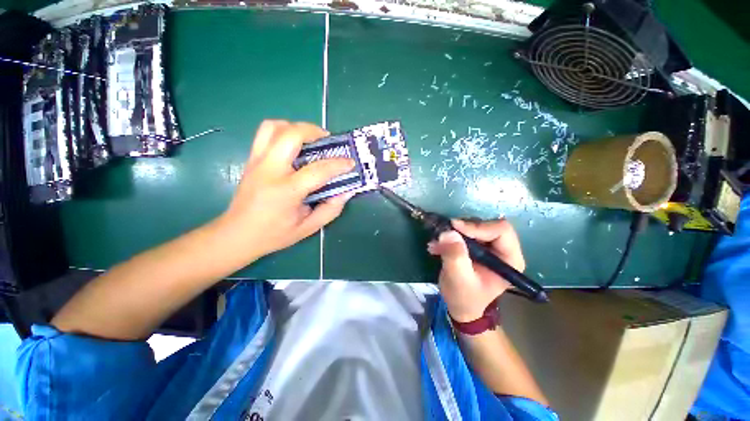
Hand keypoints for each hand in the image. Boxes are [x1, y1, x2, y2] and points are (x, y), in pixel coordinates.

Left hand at [217, 120, 354, 259]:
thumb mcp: (308, 228)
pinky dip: (283, 131)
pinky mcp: (251, 160)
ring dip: (296, 127)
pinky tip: (294, 145)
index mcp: (286, 191)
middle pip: (292, 135)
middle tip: (328, 141)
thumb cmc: (274, 234)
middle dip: (314, 131)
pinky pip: (265, 133)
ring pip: (274, 127)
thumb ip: (331, 209)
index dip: (338, 164)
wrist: (237, 235)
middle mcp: (270, 170)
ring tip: (310, 139)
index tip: (350, 163)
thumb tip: (347, 191)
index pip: (318, 170)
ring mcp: (257, 161)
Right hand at [428, 219, 524, 322]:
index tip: (454, 227)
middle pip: (487, 225)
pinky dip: (450, 236)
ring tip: (437, 243)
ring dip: (454, 232)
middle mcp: (503, 250)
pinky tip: (437, 246)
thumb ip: (455, 256)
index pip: (501, 231)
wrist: (460, 306)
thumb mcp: (458, 279)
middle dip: (463, 228)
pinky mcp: (477, 245)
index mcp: (509, 260)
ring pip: (474, 225)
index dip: (478, 226)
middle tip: (444, 233)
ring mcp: (490, 247)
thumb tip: (448, 232)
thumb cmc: (464, 297)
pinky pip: (465, 231)